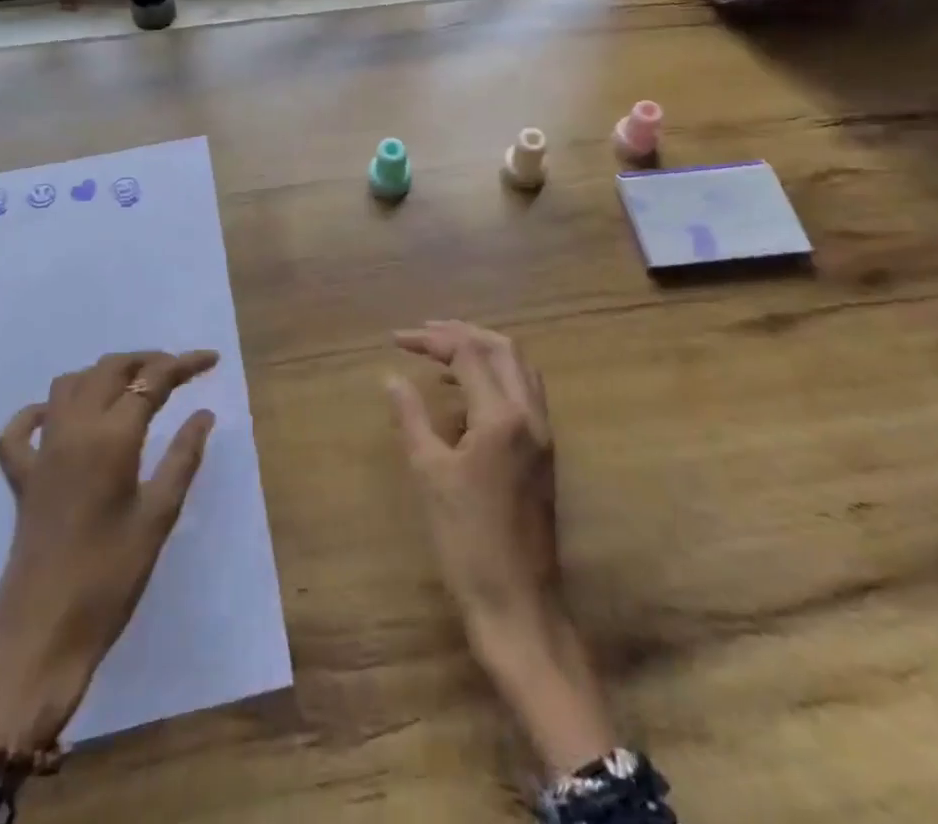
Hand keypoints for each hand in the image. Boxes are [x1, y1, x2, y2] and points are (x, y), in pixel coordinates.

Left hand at [0, 349, 218, 749]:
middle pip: (109, 369)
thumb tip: (203, 414)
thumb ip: (182, 457)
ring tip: (132, 387)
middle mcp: (73, 431)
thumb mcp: (159, 516)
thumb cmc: (111, 579)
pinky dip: (40, 412)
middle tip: (178, 372)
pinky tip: (59, 418)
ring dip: (102, 375)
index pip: (152, 380)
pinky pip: (20, 430)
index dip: (183, 364)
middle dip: (146, 360)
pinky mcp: (21, 478)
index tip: (210, 360)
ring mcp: (41, 452)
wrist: (42, 639)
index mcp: (111, 438)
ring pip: (69, 385)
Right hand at [387, 321, 616, 777]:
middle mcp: (530, 415)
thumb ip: (412, 418)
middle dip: (462, 333)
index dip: (431, 340)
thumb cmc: (468, 542)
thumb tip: (392, 379)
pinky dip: (496, 375)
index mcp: (502, 417)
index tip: (397, 340)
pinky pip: (524, 391)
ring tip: (444, 352)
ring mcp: (544, 433)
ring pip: (519, 367)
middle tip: (423, 334)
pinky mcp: (545, 452)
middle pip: (502, 348)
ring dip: (483, 349)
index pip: (468, 353)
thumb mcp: (430, 475)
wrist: (519, 605)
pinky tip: (467, 392)